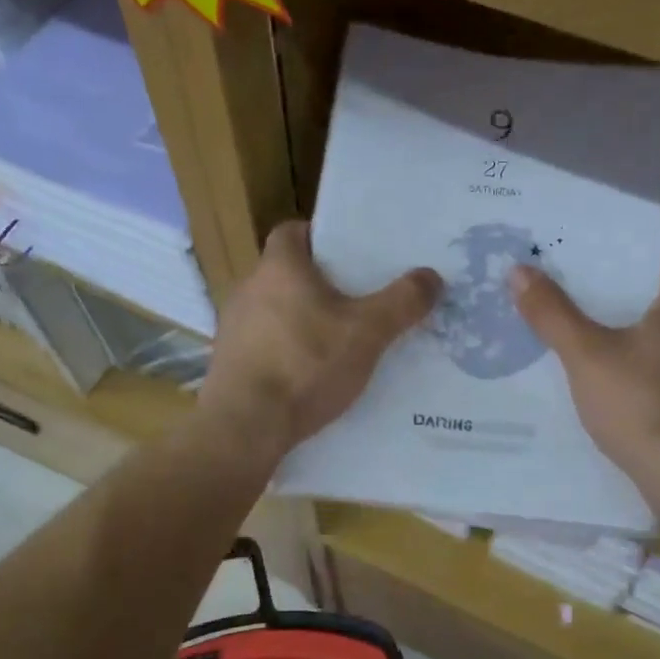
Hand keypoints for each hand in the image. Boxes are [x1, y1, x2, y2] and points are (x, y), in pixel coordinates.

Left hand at [200, 222, 441, 457]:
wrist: (246, 426)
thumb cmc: (306, 365)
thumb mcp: (367, 333)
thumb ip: (402, 302)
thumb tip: (432, 276)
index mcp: (279, 267)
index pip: (293, 232)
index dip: (321, 237)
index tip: (349, 254)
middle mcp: (248, 289)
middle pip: (287, 273)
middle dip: (319, 284)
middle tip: (357, 301)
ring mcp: (233, 328)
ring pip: (275, 312)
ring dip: (302, 321)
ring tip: (338, 343)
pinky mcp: (227, 364)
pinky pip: (264, 347)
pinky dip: (286, 354)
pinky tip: (310, 378)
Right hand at [511, 233, 659, 488]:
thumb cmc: (639, 402)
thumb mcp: (585, 355)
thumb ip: (553, 314)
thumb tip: (519, 271)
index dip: (645, 239)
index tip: (608, 240)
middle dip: (630, 285)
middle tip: (585, 283)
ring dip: (639, 328)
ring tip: (594, 329)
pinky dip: (648, 364)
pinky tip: (617, 380)